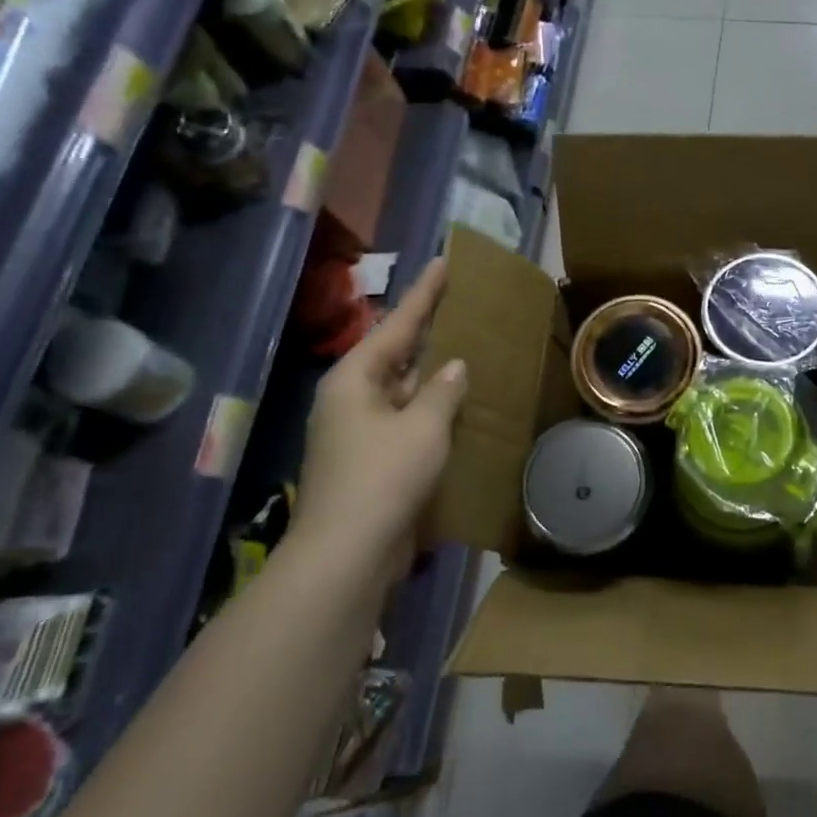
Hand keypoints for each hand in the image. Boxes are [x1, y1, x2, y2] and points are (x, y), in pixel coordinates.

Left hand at [290, 258, 466, 580]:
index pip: (396, 324)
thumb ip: (443, 391)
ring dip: (432, 378)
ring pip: (403, 391)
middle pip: (395, 355)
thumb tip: (454, 367)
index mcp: (354, 379)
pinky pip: (406, 422)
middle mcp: (351, 399)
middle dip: (428, 334)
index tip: (444, 263)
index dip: (424, 294)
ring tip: (468, 353)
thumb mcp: (423, 427)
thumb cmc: (384, 477)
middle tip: (462, 307)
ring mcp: (358, 433)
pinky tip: (459, 411)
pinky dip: (432, 412)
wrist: (348, 553)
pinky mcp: (370, 461)